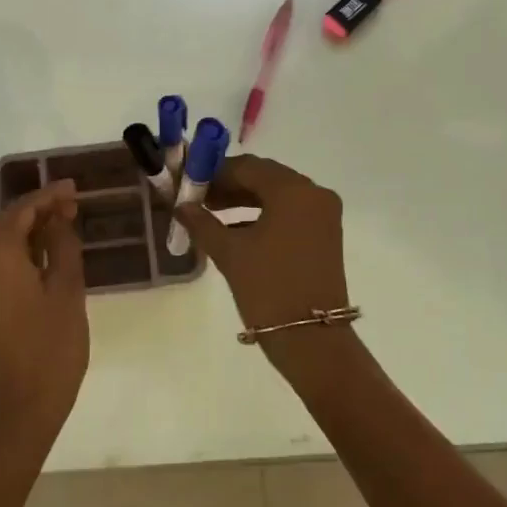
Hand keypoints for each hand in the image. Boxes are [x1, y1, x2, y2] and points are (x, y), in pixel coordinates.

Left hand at [0, 181, 88, 438]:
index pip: (20, 211)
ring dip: (25, 233)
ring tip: (60, 228)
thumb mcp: (67, 290)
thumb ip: (62, 245)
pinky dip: (14, 255)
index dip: (47, 196)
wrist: (19, 409)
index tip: (74, 188)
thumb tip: (58, 218)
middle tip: (71, 206)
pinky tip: (40, 260)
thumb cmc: (51, 347)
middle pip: (3, 225)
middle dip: (36, 212)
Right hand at [171, 155, 353, 367]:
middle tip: (198, 198)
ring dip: (245, 200)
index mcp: (293, 191)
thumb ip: (203, 223)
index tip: (189, 182)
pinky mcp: (325, 234)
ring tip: (211, 213)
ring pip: (278, 194)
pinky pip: (290, 212)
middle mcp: (314, 193)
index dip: (216, 173)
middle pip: (265, 177)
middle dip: (230, 185)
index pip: (248, 167)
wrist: (310, 338)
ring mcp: (323, 214)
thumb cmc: (268, 288)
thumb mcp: (230, 253)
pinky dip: (263, 215)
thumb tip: (181, 206)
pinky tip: (234, 229)